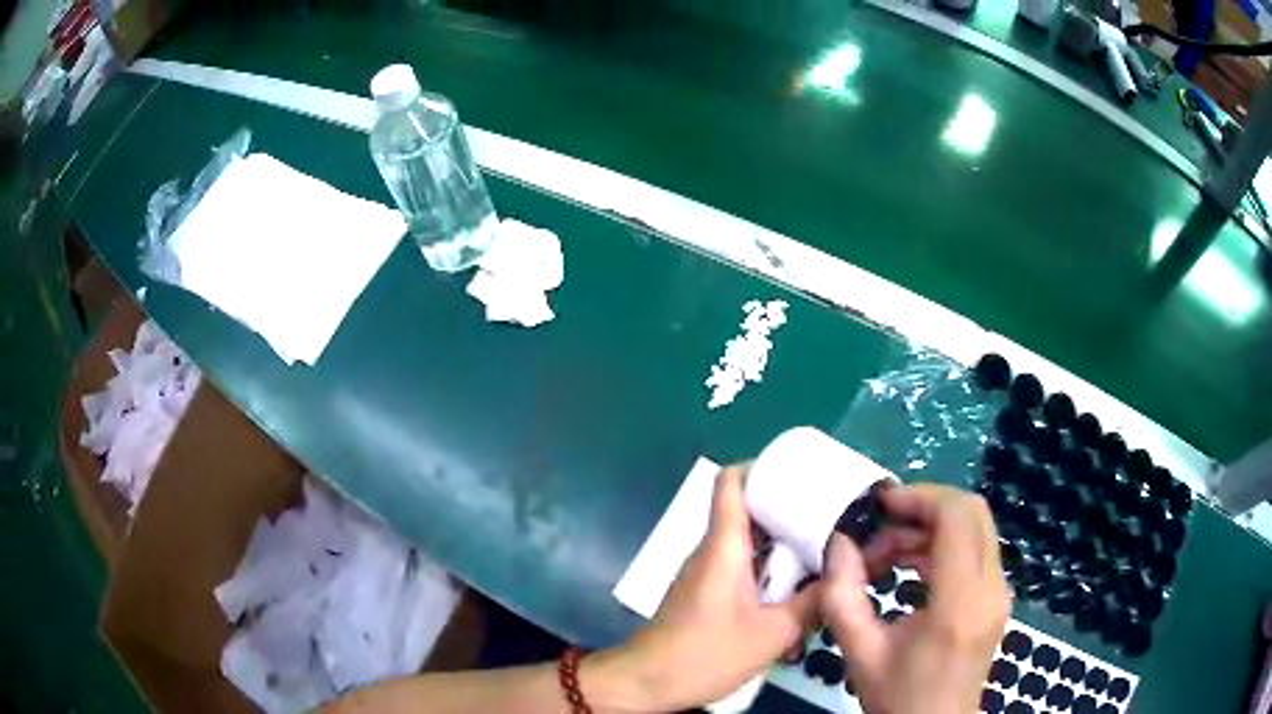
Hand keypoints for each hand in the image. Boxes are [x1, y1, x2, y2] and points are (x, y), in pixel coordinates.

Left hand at [594, 464, 820, 711]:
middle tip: (828, 515)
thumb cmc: (706, 653)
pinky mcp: (704, 592)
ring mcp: (705, 572)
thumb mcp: (773, 632)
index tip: (801, 474)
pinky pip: (739, 565)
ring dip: (780, 542)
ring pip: (745, 541)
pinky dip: (767, 567)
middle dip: (786, 507)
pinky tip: (794, 585)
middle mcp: (711, 550)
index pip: (732, 481)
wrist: (648, 682)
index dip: (763, 467)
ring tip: (821, 547)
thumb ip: (813, 601)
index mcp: (724, 546)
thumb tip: (846, 573)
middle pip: (746, 509)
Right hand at [821, 484, 1008, 713]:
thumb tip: (839, 543)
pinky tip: (910, 568)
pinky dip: (943, 546)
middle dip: (926, 506)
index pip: (958, 519)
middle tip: (882, 525)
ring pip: (976, 528)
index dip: (921, 498)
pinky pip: (976, 549)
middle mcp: (991, 589)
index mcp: (960, 604)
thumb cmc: (898, 696)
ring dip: (931, 528)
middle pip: (973, 512)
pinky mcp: (997, 597)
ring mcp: (1000, 592)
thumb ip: (843, 596)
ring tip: (887, 556)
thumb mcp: (859, 653)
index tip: (880, 505)